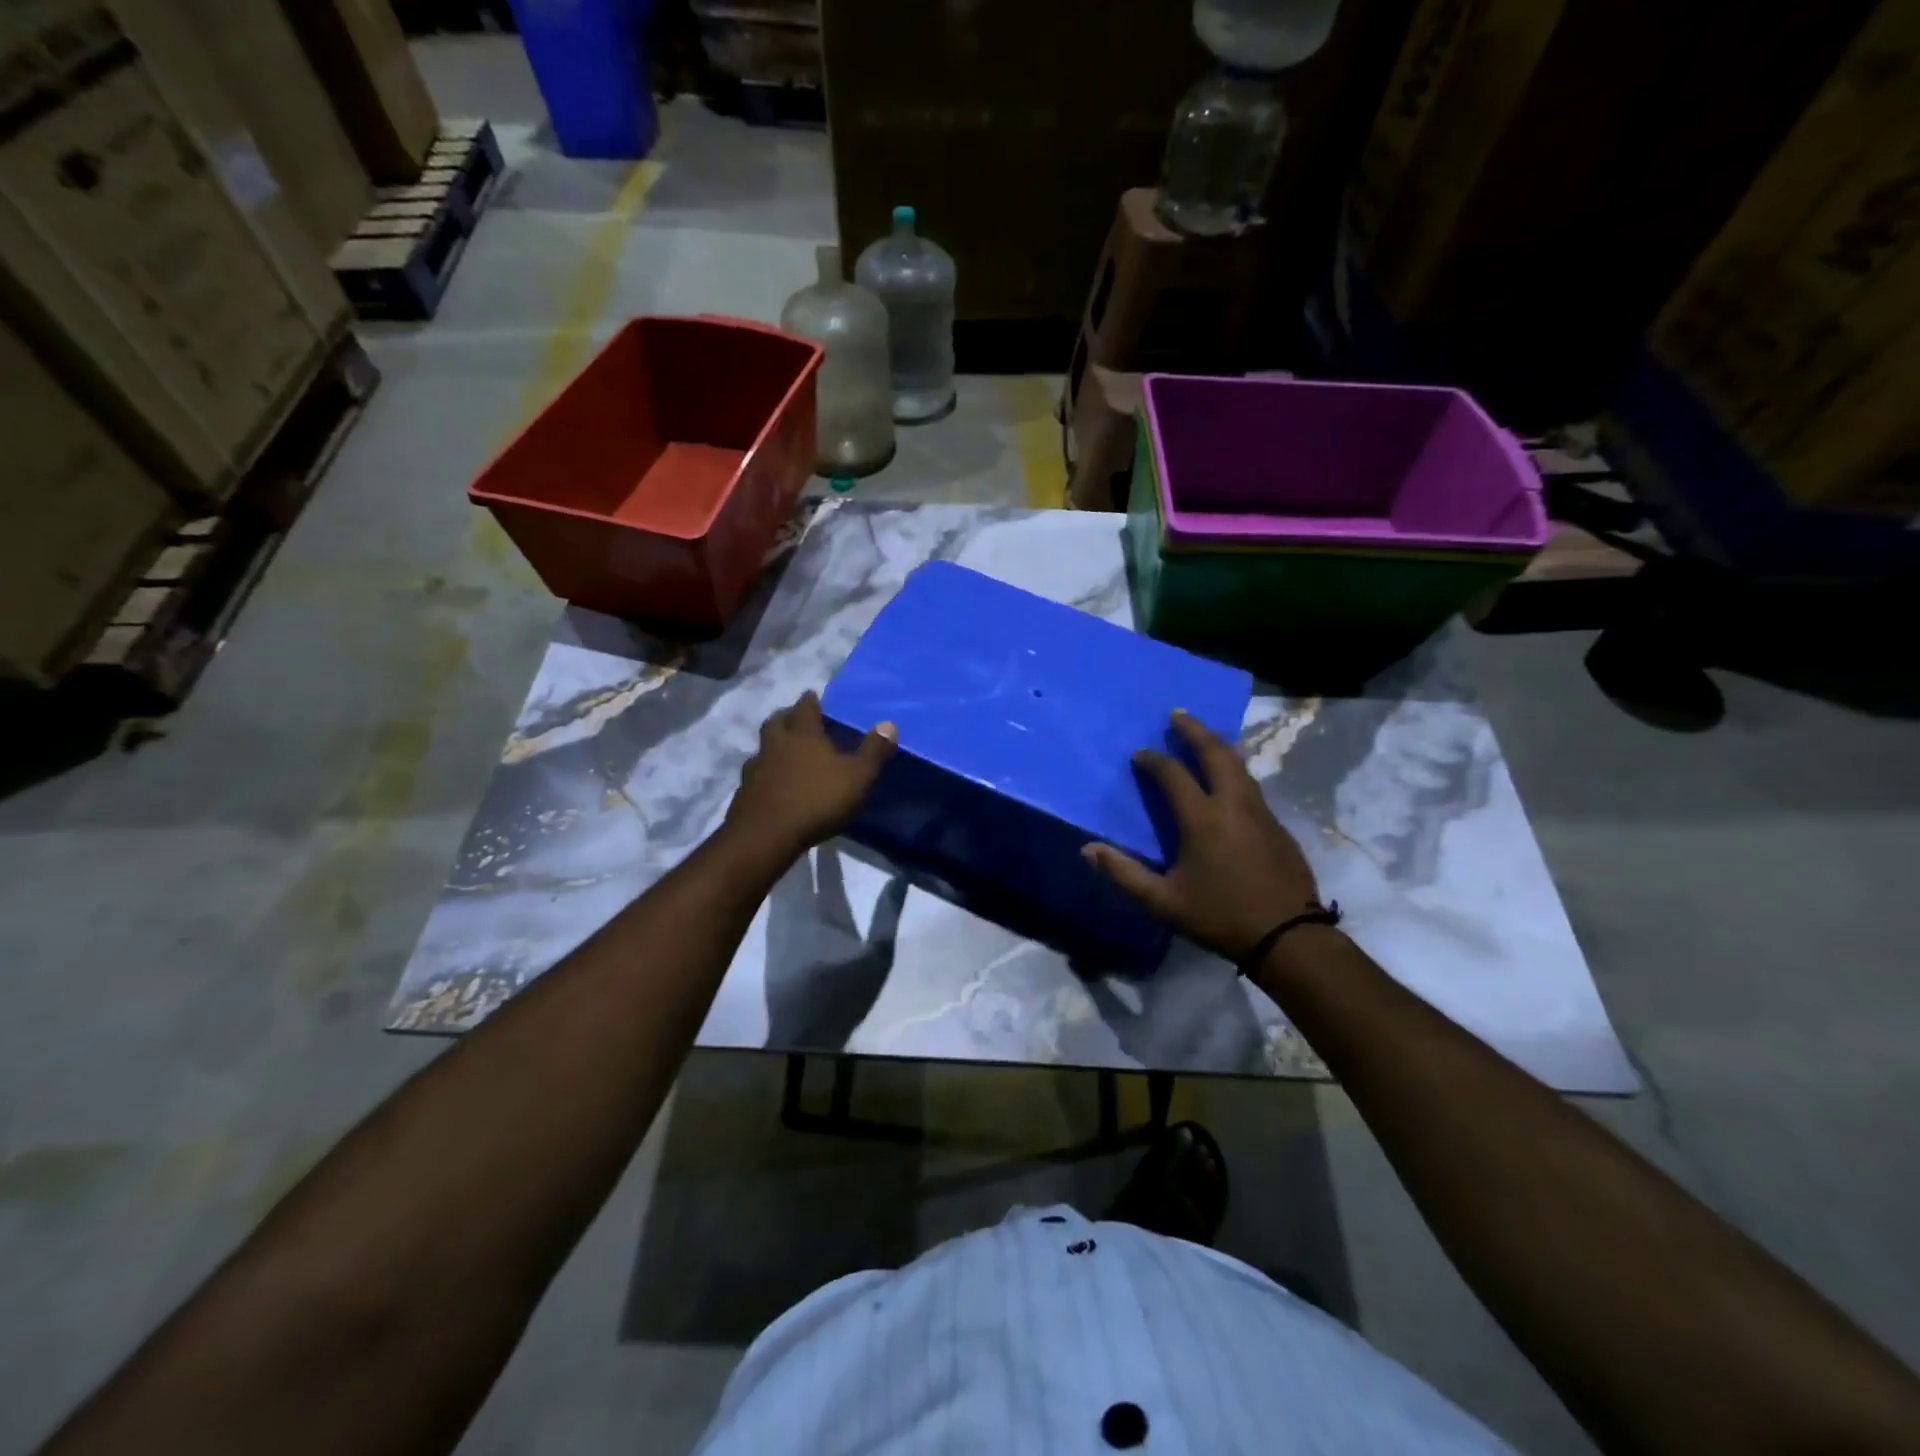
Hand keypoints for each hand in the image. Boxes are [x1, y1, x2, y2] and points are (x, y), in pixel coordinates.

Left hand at [726, 691, 895, 852]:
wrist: (766, 835)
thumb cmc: (817, 799)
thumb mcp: (858, 776)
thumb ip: (874, 751)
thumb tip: (889, 724)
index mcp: (803, 734)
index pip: (805, 708)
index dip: (810, 701)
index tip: (811, 695)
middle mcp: (775, 745)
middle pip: (776, 722)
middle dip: (786, 717)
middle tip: (794, 719)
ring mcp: (756, 769)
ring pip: (763, 749)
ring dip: (773, 747)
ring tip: (784, 753)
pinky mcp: (744, 793)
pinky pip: (755, 776)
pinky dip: (765, 775)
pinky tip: (773, 785)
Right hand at [1083, 710, 1319, 960]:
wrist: (1289, 936)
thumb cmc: (1220, 916)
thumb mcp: (1163, 902)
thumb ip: (1124, 874)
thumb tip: (1087, 849)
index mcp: (1203, 819)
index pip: (1173, 775)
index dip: (1153, 761)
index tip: (1139, 754)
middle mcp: (1233, 804)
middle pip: (1215, 754)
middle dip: (1194, 731)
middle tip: (1178, 714)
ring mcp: (1260, 812)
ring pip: (1239, 765)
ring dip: (1218, 745)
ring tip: (1203, 737)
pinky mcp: (1276, 825)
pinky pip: (1250, 784)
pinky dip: (1234, 768)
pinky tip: (1228, 777)